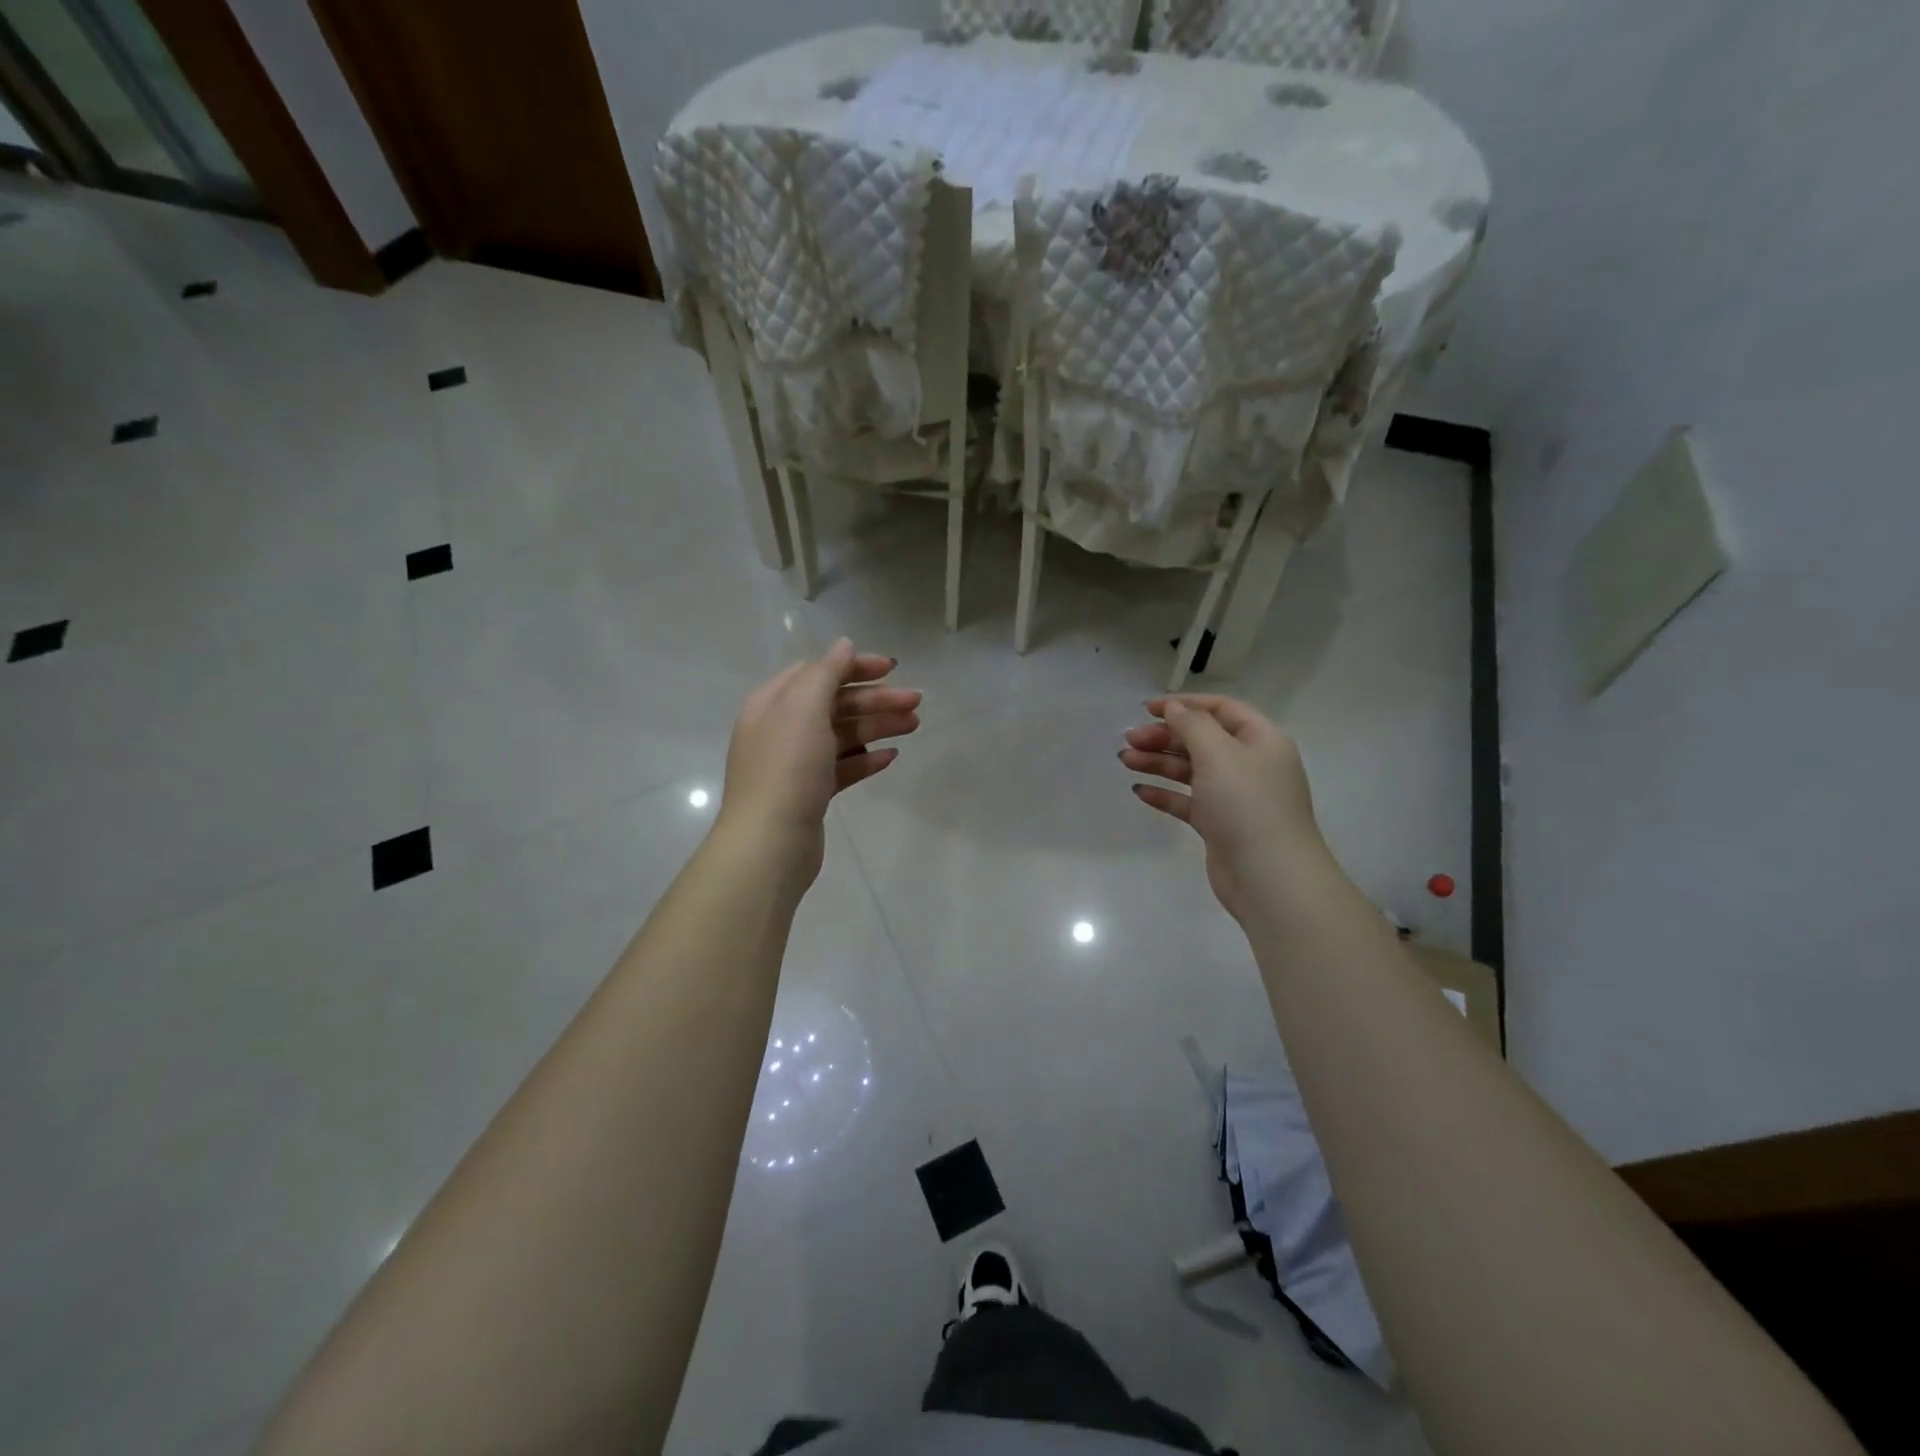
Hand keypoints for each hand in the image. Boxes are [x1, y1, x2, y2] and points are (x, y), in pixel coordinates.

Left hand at [717, 639, 919, 882]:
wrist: (770, 842)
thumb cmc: (787, 768)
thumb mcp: (804, 708)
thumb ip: (825, 672)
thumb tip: (843, 645)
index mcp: (773, 702)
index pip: (818, 672)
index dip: (855, 666)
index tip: (893, 669)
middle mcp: (782, 728)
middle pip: (835, 703)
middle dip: (876, 699)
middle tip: (916, 702)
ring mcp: (795, 763)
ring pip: (842, 735)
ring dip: (877, 726)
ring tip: (913, 727)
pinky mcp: (810, 793)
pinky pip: (842, 767)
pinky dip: (866, 759)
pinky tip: (890, 758)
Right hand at [1120, 695, 1322, 921]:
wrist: (1269, 876)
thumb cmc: (1246, 804)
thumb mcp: (1219, 753)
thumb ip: (1192, 725)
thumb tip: (1174, 708)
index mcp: (1261, 740)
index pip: (1221, 709)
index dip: (1185, 705)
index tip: (1147, 709)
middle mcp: (1250, 764)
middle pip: (1202, 739)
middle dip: (1165, 736)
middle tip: (1129, 739)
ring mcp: (1235, 797)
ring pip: (1191, 770)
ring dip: (1158, 762)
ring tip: (1125, 760)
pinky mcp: (1220, 825)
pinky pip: (1188, 801)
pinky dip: (1165, 793)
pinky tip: (1139, 791)